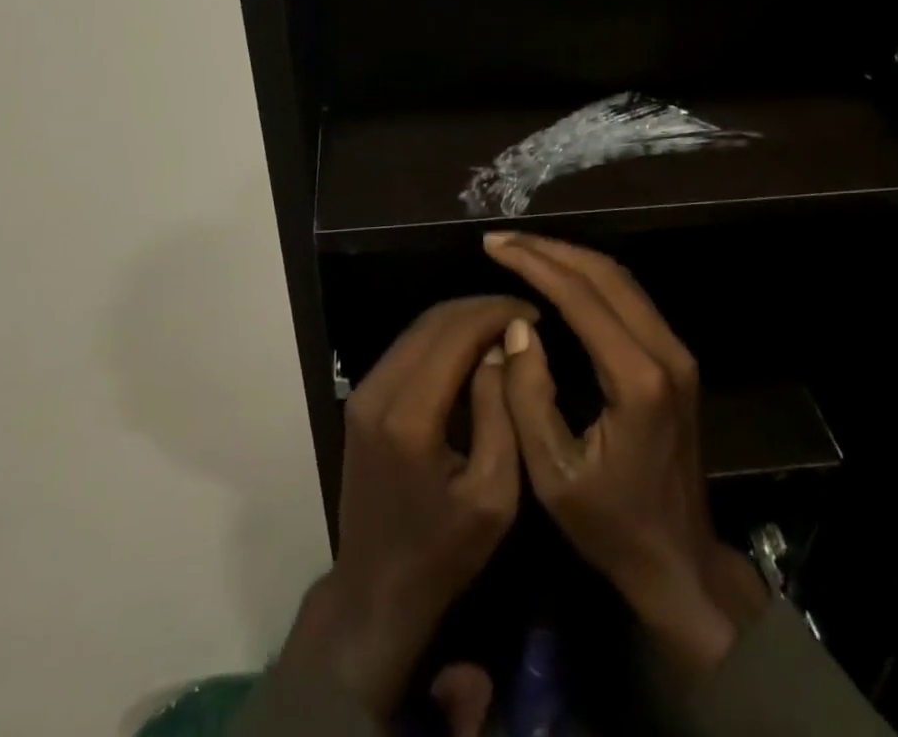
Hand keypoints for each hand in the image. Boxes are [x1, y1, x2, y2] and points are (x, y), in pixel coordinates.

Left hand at [278, 295, 536, 717]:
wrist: (376, 589)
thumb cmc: (444, 551)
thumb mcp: (494, 494)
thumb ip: (499, 413)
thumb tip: (501, 347)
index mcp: (409, 416)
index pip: (455, 334)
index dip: (496, 313)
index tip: (535, 314)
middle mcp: (378, 391)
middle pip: (433, 322)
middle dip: (481, 309)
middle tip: (523, 316)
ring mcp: (363, 391)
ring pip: (417, 329)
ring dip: (461, 320)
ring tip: (504, 326)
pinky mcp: (362, 398)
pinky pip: (406, 348)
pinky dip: (442, 337)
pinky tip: (473, 347)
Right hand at [483, 231, 767, 673]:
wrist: (680, 563)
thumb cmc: (611, 527)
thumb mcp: (553, 474)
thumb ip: (529, 396)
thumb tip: (517, 326)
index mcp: (637, 379)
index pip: (581, 297)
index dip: (534, 264)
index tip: (493, 245)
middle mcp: (665, 352)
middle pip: (605, 274)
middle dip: (549, 249)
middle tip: (502, 239)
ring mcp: (677, 352)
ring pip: (621, 279)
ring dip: (570, 257)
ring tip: (522, 249)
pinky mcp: (675, 358)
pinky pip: (629, 297)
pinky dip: (589, 277)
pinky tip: (558, 275)